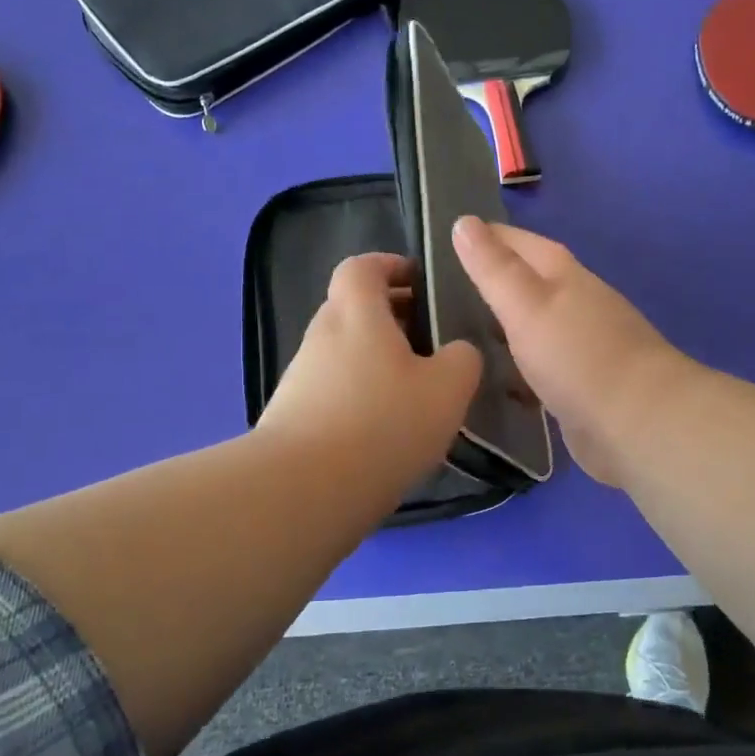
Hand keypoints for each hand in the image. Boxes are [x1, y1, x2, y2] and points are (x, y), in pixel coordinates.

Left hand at [257, 253, 481, 489]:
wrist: (305, 489)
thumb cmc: (383, 422)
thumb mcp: (447, 388)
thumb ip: (462, 359)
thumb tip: (456, 352)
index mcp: (356, 313)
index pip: (362, 266)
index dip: (390, 266)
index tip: (419, 282)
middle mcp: (321, 336)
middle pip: (353, 310)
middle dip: (391, 318)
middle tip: (430, 343)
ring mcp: (301, 378)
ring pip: (345, 353)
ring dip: (377, 362)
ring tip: (415, 394)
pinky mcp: (292, 417)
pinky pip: (334, 391)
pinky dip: (360, 397)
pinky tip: (386, 431)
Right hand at [452, 218, 692, 484]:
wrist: (638, 423)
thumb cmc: (577, 357)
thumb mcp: (526, 305)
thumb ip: (494, 268)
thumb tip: (464, 221)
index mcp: (566, 276)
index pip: (521, 243)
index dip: (489, 237)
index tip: (452, 236)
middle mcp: (578, 303)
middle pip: (532, 282)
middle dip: (495, 282)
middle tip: (446, 289)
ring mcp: (585, 345)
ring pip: (536, 325)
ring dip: (507, 326)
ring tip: (462, 333)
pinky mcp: (584, 385)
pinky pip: (542, 366)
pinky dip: (520, 366)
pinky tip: (497, 379)